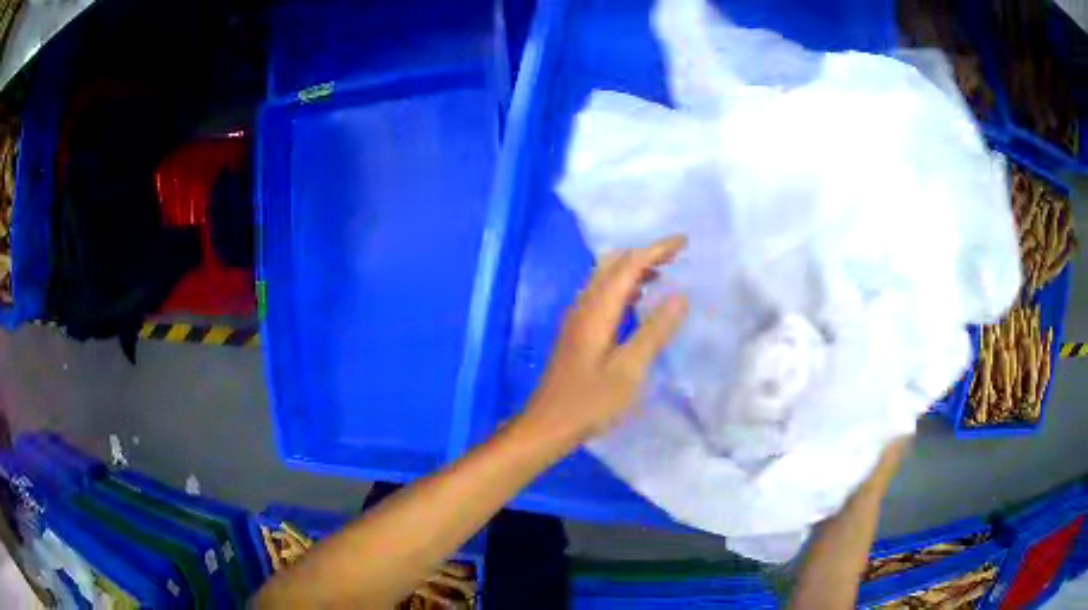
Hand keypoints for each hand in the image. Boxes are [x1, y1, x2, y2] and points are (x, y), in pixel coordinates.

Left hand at [518, 235, 688, 447]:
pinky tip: (638, 301)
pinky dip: (624, 288)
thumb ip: (655, 331)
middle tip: (675, 255)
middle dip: (644, 253)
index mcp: (597, 310)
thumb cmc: (590, 402)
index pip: (628, 265)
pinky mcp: (577, 332)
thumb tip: (679, 296)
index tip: (684, 242)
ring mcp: (577, 318)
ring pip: (606, 278)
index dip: (656, 249)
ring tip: (663, 273)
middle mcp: (584, 306)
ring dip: (633, 269)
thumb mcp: (630, 370)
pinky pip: (602, 295)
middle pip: (613, 264)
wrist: (547, 425)